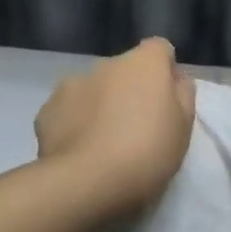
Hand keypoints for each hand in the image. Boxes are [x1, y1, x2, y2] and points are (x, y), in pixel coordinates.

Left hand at [34, 37, 197, 215]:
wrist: (87, 182)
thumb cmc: (148, 153)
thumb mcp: (184, 127)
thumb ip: (182, 95)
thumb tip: (175, 79)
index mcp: (143, 64)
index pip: (159, 49)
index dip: (165, 71)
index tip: (167, 100)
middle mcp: (105, 64)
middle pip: (124, 70)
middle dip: (130, 90)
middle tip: (137, 128)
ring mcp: (70, 84)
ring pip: (93, 89)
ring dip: (100, 105)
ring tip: (104, 142)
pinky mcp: (46, 110)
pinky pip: (68, 111)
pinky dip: (74, 123)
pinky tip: (80, 151)